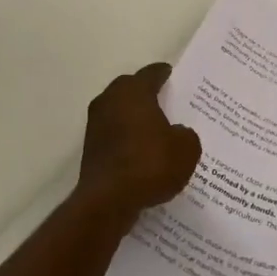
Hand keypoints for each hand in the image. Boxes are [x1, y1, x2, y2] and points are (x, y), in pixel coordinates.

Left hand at [73, 63, 201, 224]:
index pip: (151, 74)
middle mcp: (110, 100)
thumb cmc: (150, 164)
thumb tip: (177, 133)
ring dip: (133, 118)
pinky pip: (113, 135)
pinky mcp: (90, 149)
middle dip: (145, 93)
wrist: (108, 201)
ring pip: (119, 112)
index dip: (164, 74)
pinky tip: (141, 152)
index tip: (172, 76)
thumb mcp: (186, 149)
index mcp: (134, 91)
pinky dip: (126, 139)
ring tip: (155, 129)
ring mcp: (96, 125)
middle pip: (130, 89)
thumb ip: (185, 134)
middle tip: (165, 101)